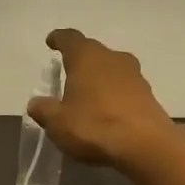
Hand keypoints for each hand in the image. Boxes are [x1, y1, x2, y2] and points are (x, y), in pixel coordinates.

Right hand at [26, 28, 177, 167]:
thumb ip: (44, 110)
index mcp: (86, 57)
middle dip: (80, 61)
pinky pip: (125, 88)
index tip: (52, 42)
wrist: (145, 146)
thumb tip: (36, 103)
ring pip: (112, 69)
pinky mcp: (148, 95)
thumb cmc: (94, 125)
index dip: (59, 39)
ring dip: (99, 78)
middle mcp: (112, 58)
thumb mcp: (57, 122)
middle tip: (68, 74)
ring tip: (88, 95)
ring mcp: (135, 76)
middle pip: (93, 52)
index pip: (70, 38)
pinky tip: (107, 112)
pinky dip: (114, 95)